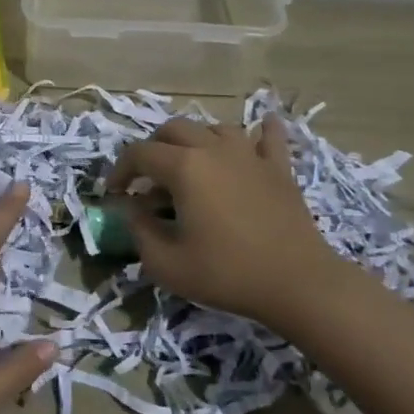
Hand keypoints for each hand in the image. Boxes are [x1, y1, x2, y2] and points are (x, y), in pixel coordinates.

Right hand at [109, 114, 354, 333]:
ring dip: (195, 141)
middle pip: (174, 129)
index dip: (120, 170)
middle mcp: (214, 150)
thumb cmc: (227, 274)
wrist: (299, 285)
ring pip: (215, 128)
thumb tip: (132, 210)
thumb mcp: (166, 264)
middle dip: (153, 148)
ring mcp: (250, 155)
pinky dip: (261, 130)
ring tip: (190, 164)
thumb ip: (139, 231)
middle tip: (148, 178)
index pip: (139, 154)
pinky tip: (261, 128)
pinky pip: (269, 137)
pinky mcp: (279, 169)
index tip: (114, 193)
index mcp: (184, 168)